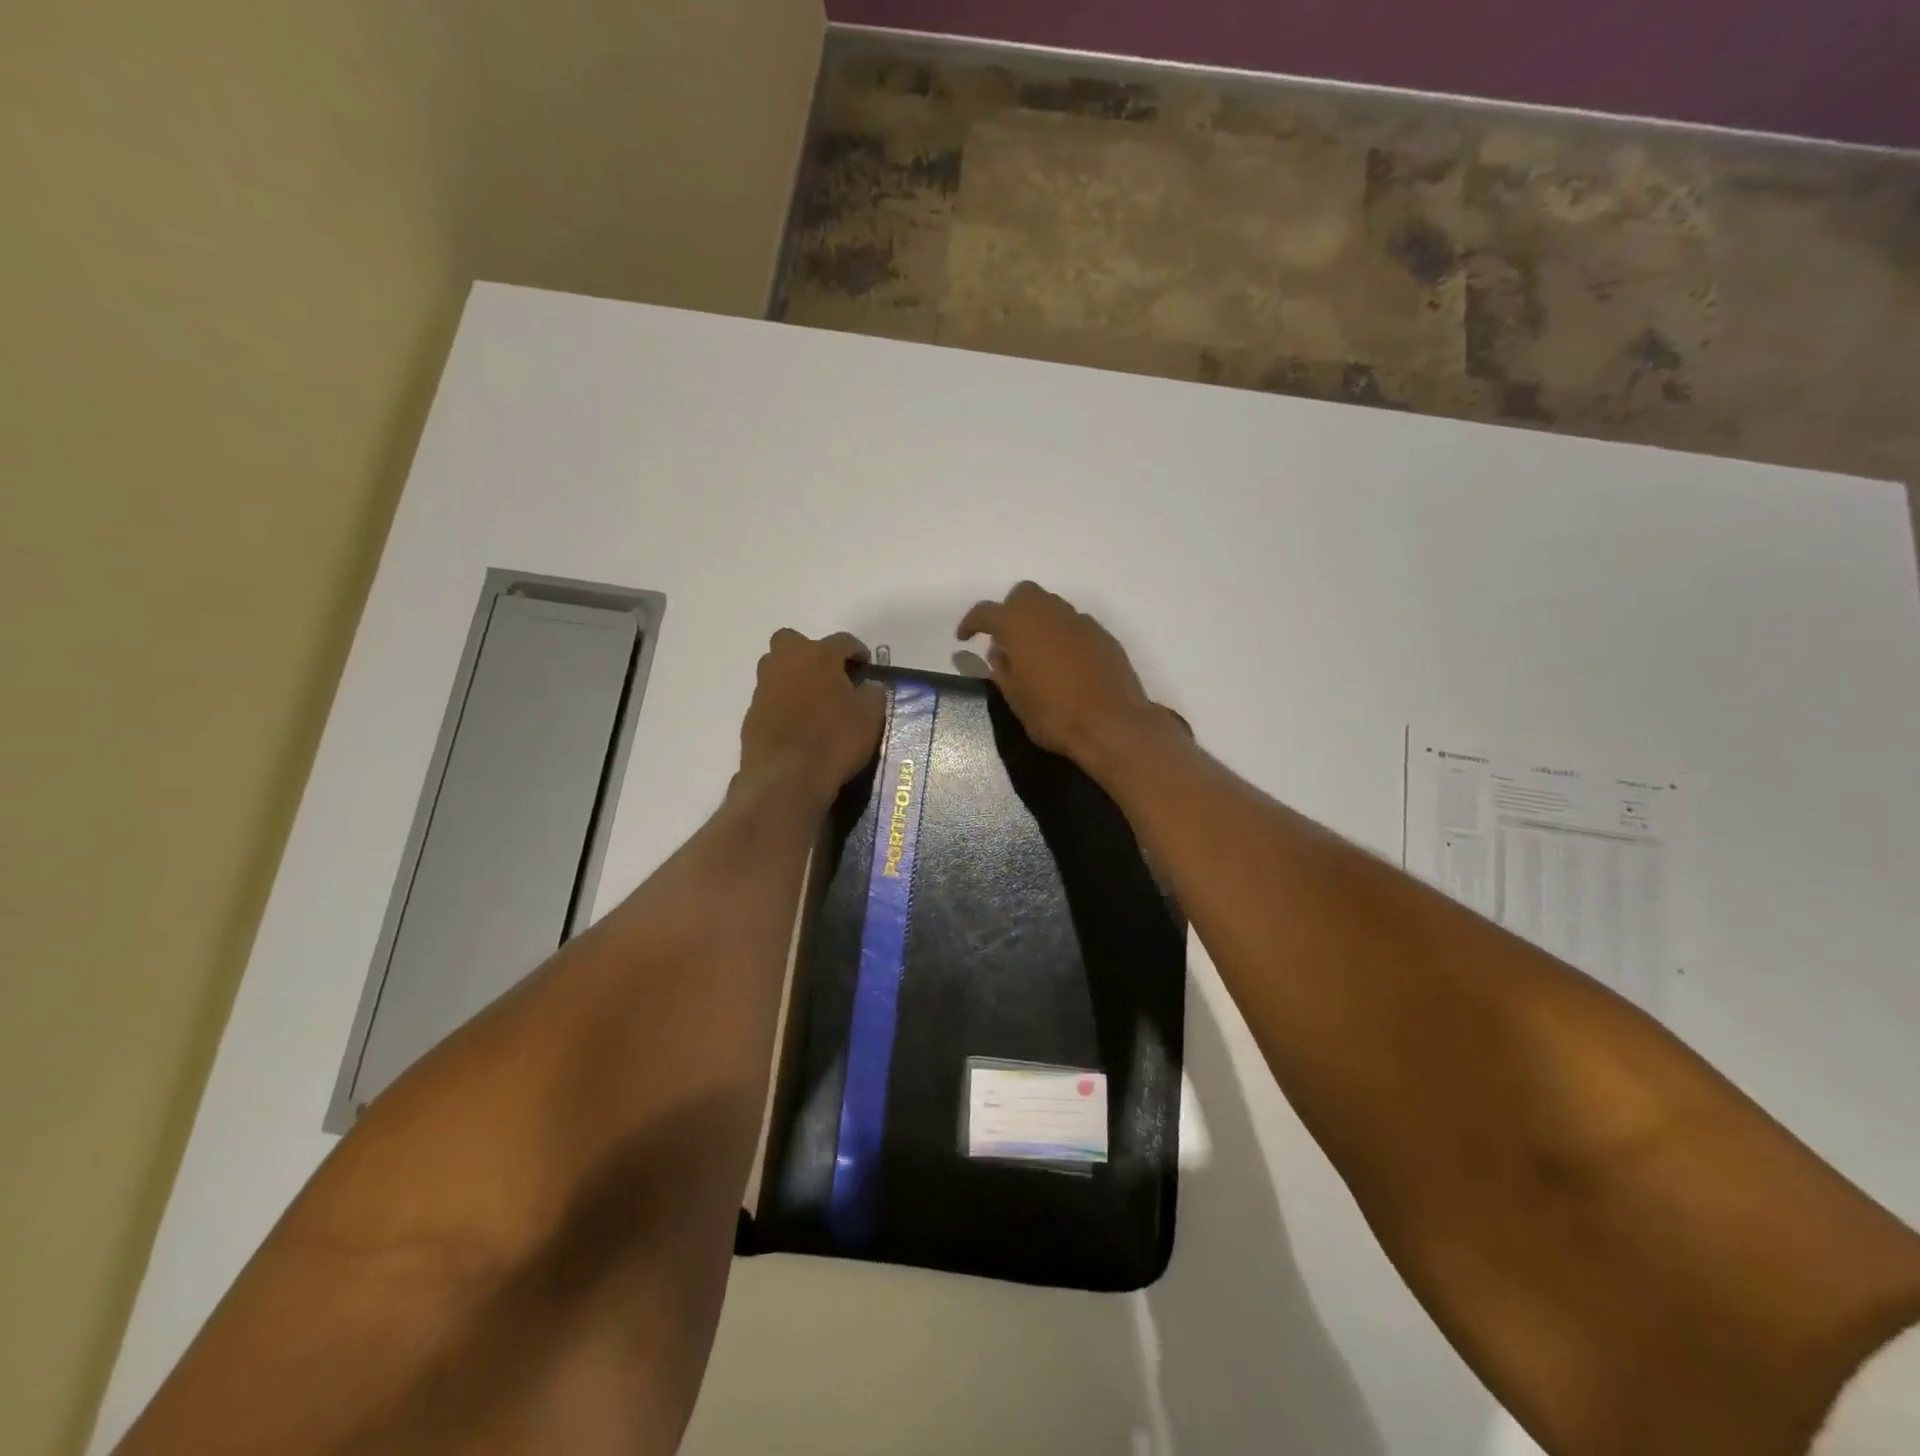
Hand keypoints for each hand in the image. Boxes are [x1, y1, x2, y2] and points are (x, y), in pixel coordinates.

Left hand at [739, 630, 886, 805]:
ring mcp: (764, 688)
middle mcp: (785, 662)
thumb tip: (869, 685)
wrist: (787, 777)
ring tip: (813, 702)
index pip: (842, 641)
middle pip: (793, 641)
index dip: (857, 651)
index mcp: (818, 655)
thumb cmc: (835, 739)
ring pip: (777, 668)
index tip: (865, 667)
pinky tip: (797, 726)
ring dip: (793, 677)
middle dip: (810, 652)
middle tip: (828, 676)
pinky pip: (770, 699)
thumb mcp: (870, 716)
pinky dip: (783, 705)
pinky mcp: (751, 714)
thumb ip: (873, 693)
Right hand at [957, 582, 1170, 774]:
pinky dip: (1062, 636)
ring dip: (1038, 622)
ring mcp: (1081, 622)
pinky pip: (1075, 626)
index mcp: (1019, 624)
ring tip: (1035, 653)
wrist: (1112, 724)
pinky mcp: (1104, 636)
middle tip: (1005, 640)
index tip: (964, 638)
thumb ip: (1002, 670)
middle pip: (1024, 595)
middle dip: (1010, 611)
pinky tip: (1064, 664)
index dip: (972, 623)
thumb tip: (999, 653)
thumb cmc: (1053, 714)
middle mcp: (1050, 613)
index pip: (987, 611)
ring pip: (1052, 607)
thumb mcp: (1015, 698)